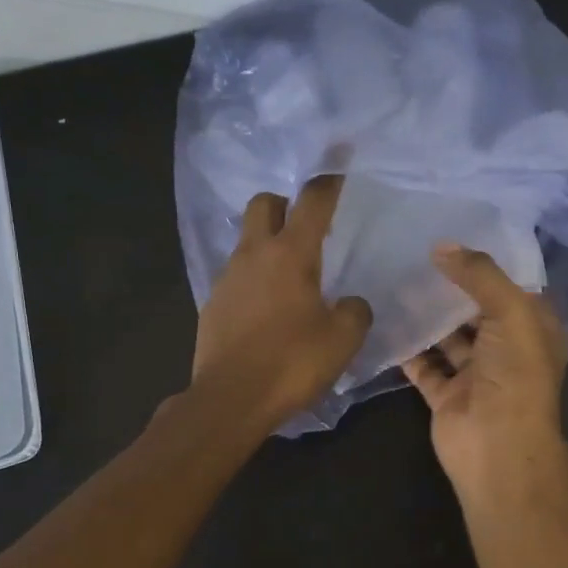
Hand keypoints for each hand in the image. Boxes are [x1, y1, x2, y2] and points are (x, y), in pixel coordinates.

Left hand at [191, 176, 372, 430]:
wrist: (230, 399)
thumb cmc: (292, 362)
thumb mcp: (343, 339)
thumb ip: (355, 311)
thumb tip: (351, 303)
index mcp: (291, 254)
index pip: (312, 201)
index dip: (329, 181)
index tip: (340, 168)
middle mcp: (255, 254)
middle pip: (265, 203)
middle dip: (285, 204)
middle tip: (306, 228)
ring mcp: (228, 277)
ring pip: (248, 240)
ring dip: (268, 243)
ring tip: (290, 275)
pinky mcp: (213, 303)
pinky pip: (237, 274)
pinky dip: (254, 278)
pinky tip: (269, 308)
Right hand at [401, 244, 567, 492]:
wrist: (496, 447)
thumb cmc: (515, 374)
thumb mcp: (510, 312)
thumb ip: (479, 275)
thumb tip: (442, 246)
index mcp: (534, 329)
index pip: (512, 286)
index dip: (487, 263)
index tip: (453, 235)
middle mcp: (507, 349)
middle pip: (476, 309)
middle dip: (451, 286)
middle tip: (415, 253)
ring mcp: (476, 374)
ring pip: (448, 336)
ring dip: (427, 315)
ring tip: (396, 280)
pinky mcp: (446, 394)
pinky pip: (424, 364)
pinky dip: (408, 347)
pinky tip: (386, 319)